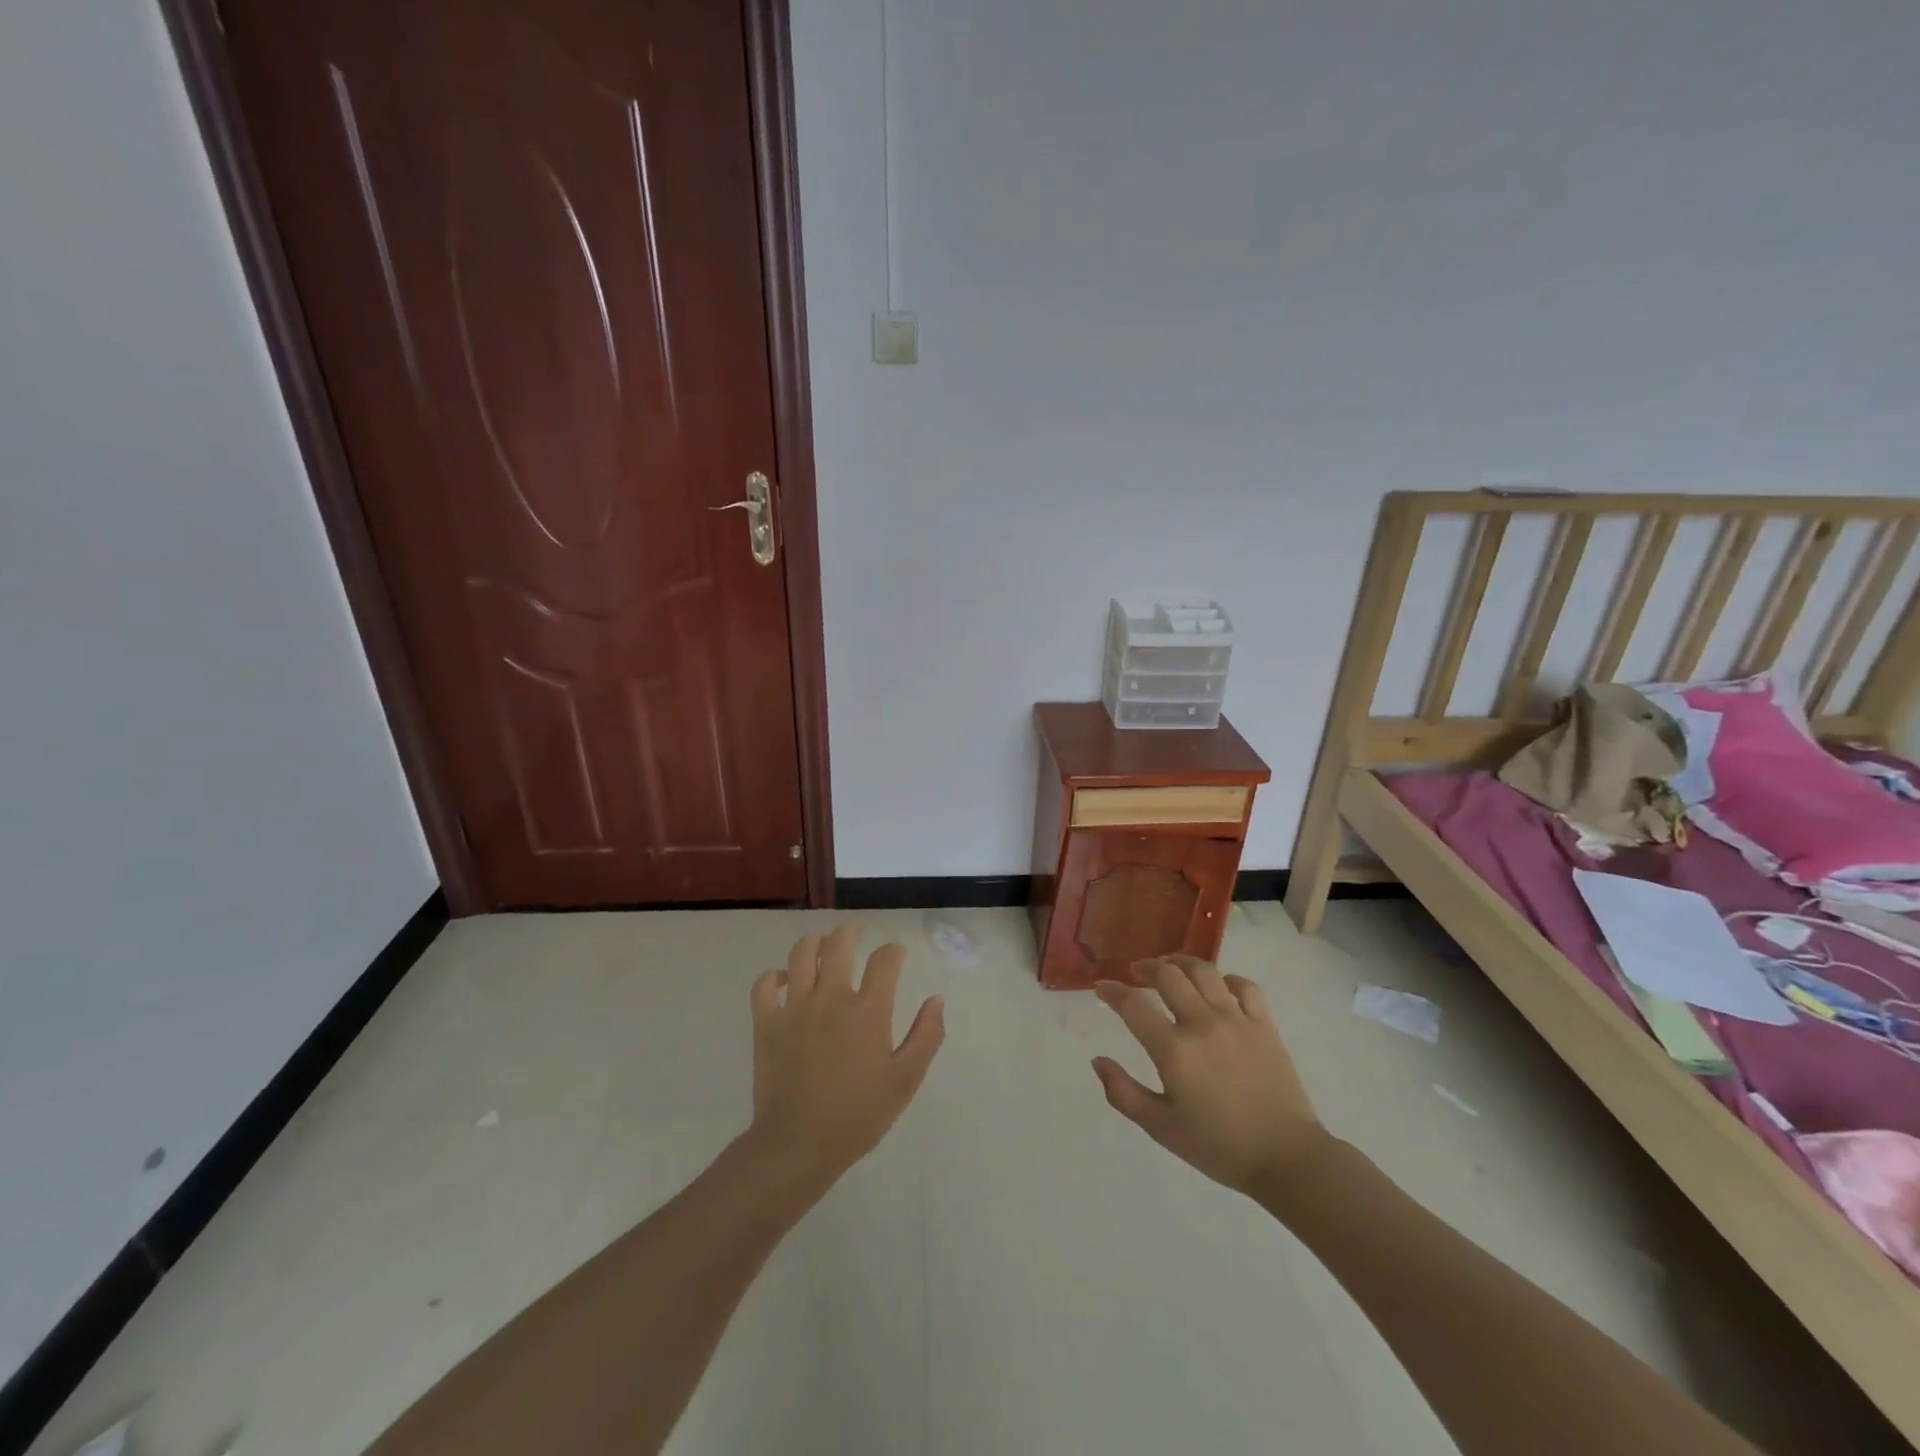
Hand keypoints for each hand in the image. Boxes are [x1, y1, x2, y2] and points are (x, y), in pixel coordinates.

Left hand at [746, 922, 944, 1200]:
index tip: (896, 955)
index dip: (894, 951)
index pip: (885, 960)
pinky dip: (774, 976)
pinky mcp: (766, 1023)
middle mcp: (831, 997)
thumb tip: (936, 999)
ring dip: (815, 943)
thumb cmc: (858, 1116)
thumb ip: (926, 1036)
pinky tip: (784, 980)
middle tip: (857, 930)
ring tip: (823, 946)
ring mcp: (795, 1007)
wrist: (798, 1145)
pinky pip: (764, 985)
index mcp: (868, 1010)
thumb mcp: (905, 1081)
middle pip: (839, 944)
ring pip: (801, 954)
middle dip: (852, 930)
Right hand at [1092, 956, 1327, 1197]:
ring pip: (1204, 971)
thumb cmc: (1219, 1147)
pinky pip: (1244, 986)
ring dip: (1180, 963)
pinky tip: (1218, 985)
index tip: (1101, 988)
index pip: (1133, 1005)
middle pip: (1168, 975)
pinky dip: (1226, 979)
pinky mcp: (1264, 1025)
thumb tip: (1097, 1061)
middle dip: (1145, 967)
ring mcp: (1236, 1020)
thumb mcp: (1161, 1129)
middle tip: (1135, 972)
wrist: (1287, 1159)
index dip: (1112, 991)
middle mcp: (1202, 1024)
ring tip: (1170, 967)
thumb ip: (1123, 1094)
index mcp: (1174, 1051)